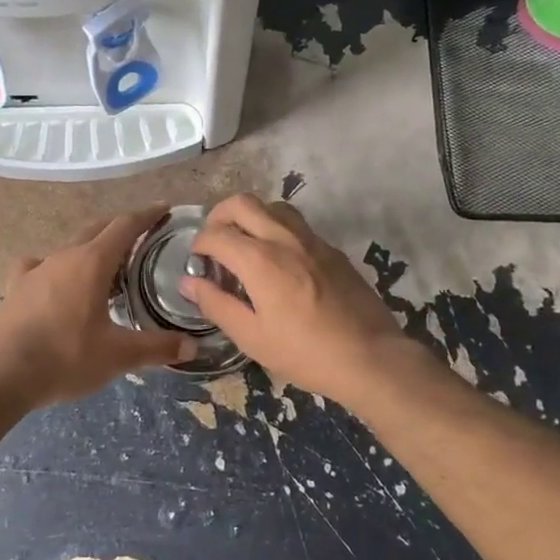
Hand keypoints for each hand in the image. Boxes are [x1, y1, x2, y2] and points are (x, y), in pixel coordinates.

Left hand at [0, 207, 196, 406]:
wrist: (1, 374)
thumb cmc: (66, 357)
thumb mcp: (118, 356)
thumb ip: (157, 348)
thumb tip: (192, 346)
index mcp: (93, 262)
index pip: (125, 225)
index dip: (147, 215)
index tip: (164, 208)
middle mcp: (65, 256)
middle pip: (98, 228)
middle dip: (121, 228)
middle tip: (142, 237)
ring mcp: (36, 269)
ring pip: (70, 246)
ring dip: (91, 248)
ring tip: (105, 265)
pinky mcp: (16, 286)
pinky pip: (40, 265)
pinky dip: (55, 267)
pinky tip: (55, 281)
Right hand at [181, 195, 405, 400]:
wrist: (370, 356)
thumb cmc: (305, 352)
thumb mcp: (252, 337)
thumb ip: (216, 304)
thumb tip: (189, 282)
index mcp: (259, 260)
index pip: (216, 234)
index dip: (199, 244)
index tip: (197, 262)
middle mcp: (283, 238)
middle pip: (242, 203)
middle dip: (220, 216)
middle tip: (215, 242)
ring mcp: (311, 239)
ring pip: (273, 206)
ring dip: (251, 217)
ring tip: (246, 245)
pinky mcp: (332, 249)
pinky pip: (296, 224)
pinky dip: (277, 229)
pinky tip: (279, 260)